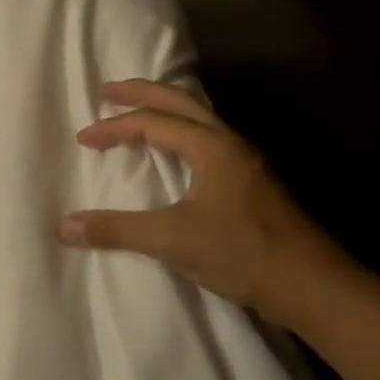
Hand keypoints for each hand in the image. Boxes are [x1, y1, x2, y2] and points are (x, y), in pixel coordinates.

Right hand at [57, 80, 349, 325]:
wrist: (316, 287)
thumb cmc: (245, 254)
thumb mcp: (173, 240)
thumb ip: (117, 230)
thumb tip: (63, 226)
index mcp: (213, 147)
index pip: (153, 122)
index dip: (114, 127)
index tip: (84, 139)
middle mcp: (232, 144)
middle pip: (182, 102)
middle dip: (142, 93)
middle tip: (107, 91)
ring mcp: (248, 163)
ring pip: (200, 119)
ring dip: (165, 110)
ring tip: (138, 112)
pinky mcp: (254, 184)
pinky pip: (209, 140)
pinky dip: (182, 133)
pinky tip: (176, 153)